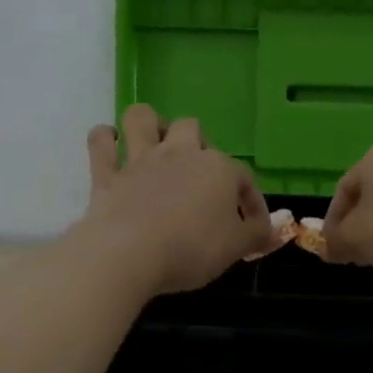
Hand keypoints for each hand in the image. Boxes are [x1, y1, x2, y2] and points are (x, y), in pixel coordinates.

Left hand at [80, 105, 273, 295]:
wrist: (129, 254)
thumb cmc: (191, 250)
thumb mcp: (235, 248)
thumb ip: (256, 234)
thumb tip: (271, 230)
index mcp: (218, 169)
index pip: (243, 177)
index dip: (250, 201)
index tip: (251, 226)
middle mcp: (180, 153)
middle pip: (192, 128)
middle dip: (198, 145)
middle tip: (198, 176)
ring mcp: (140, 160)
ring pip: (143, 118)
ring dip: (149, 125)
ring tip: (154, 146)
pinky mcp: (107, 174)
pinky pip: (101, 142)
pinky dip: (105, 140)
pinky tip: (111, 147)